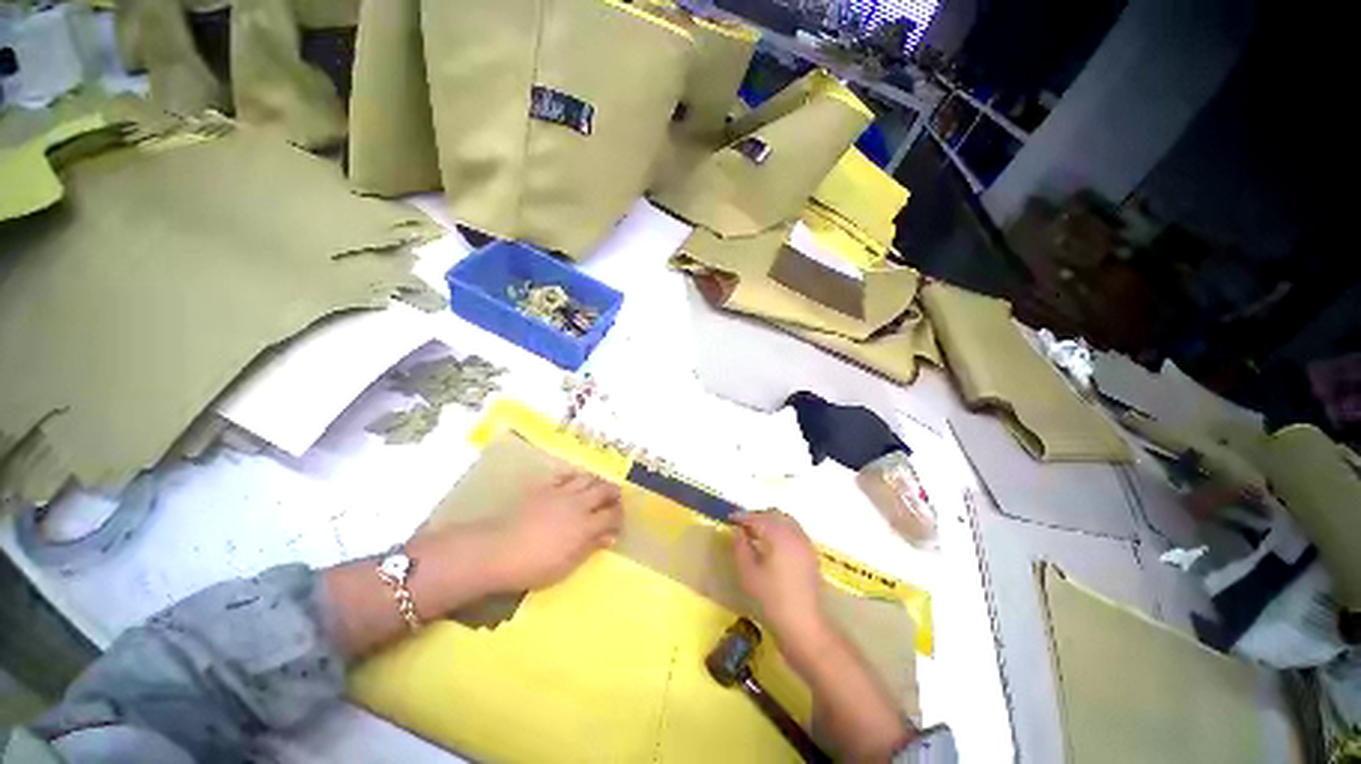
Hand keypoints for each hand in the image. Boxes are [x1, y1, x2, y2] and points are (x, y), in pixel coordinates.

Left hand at [482, 471, 623, 591]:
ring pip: (588, 478)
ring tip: (599, 487)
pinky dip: (575, 476)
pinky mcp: (544, 488)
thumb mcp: (567, 564)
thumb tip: (609, 537)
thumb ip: (590, 547)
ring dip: (597, 482)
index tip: (619, 522)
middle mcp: (578, 503)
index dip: (619, 517)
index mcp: (586, 525)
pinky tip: (575, 481)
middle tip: (615, 499)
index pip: (612, 515)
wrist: (497, 550)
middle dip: (614, 493)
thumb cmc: (534, 566)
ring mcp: (561, 492)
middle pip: (604, 490)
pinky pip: (565, 475)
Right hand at [732, 510, 827, 647]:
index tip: (730, 518)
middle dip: (758, 516)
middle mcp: (794, 534)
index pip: (758, 518)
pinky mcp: (811, 554)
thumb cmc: (771, 599)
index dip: (743, 516)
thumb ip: (741, 547)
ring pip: (786, 521)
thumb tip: (738, 532)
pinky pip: (794, 531)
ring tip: (756, 533)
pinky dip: (782, 530)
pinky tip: (772, 543)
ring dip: (771, 521)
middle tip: (742, 525)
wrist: (803, 625)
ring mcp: (805, 544)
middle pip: (774, 515)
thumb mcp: (748, 573)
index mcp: (779, 536)